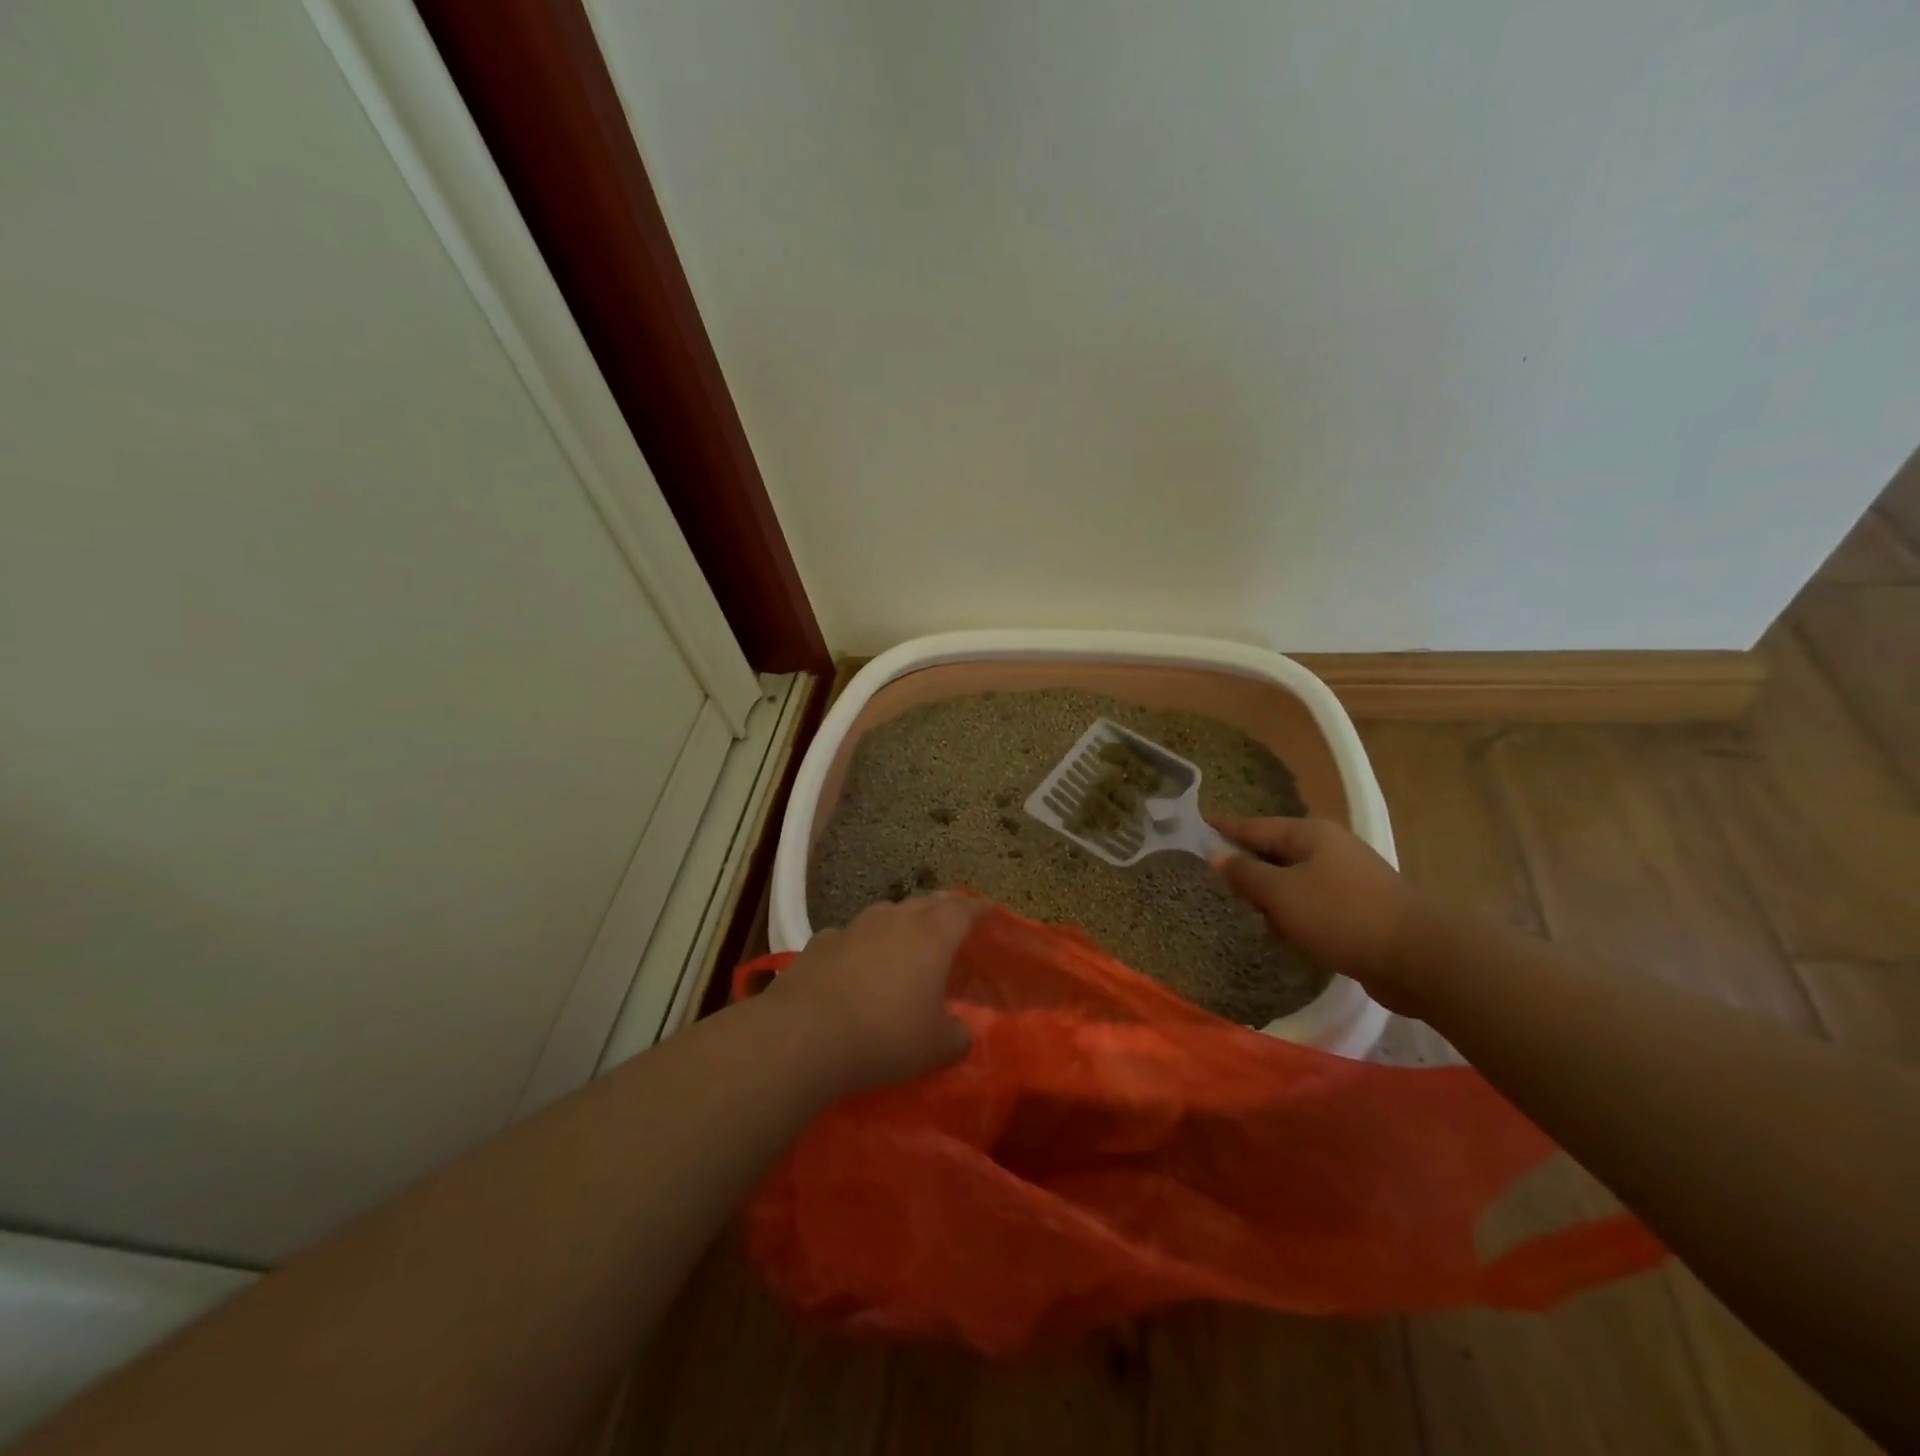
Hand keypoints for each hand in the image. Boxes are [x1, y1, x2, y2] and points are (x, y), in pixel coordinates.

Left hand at [770, 894, 987, 1092]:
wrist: (804, 1034)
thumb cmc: (885, 1036)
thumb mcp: (936, 1048)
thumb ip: (958, 1036)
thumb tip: (962, 1032)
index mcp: (932, 937)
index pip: (962, 910)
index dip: (977, 908)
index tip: (987, 909)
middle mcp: (895, 921)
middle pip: (926, 902)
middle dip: (942, 907)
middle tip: (951, 916)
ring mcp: (854, 927)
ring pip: (886, 912)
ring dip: (901, 919)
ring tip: (906, 933)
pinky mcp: (820, 942)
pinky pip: (850, 934)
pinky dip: (861, 942)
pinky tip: (855, 958)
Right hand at [1208, 816, 1429, 1012]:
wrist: (1419, 958)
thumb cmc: (1341, 915)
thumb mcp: (1281, 893)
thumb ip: (1245, 873)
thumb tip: (1216, 853)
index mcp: (1309, 834)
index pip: (1254, 826)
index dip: (1223, 828)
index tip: (1197, 824)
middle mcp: (1329, 848)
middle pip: (1273, 852)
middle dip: (1248, 870)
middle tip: (1221, 888)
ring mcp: (1347, 877)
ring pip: (1292, 881)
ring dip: (1272, 899)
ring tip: (1255, 919)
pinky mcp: (1359, 908)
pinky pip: (1312, 903)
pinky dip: (1295, 915)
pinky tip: (1288, 936)